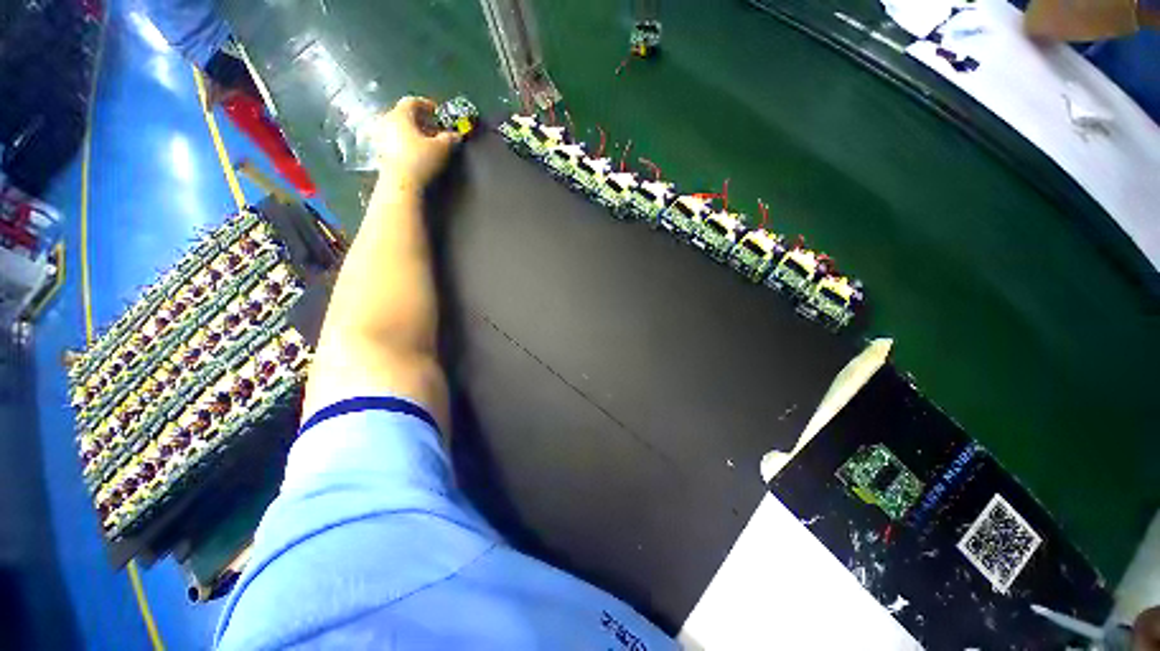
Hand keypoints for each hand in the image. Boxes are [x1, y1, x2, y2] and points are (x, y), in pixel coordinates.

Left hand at [372, 96, 460, 191]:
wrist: (401, 183)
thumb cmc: (420, 160)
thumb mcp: (441, 149)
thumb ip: (449, 139)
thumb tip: (456, 135)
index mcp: (400, 114)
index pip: (413, 102)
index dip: (427, 105)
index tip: (438, 112)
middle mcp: (387, 121)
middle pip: (405, 115)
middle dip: (420, 121)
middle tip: (434, 129)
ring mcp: (381, 136)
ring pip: (399, 128)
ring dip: (413, 132)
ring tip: (427, 143)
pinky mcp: (381, 152)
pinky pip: (395, 140)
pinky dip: (406, 142)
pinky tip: (416, 153)